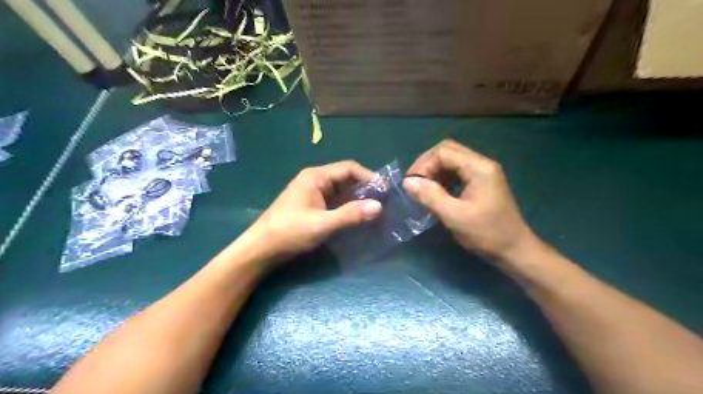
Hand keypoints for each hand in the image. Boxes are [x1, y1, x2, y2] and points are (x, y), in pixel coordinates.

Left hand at [245, 160, 381, 260]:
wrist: (261, 249)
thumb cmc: (289, 232)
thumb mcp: (322, 224)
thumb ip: (350, 215)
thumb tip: (378, 207)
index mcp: (315, 177)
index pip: (348, 168)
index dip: (369, 176)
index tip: (385, 189)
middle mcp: (315, 180)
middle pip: (346, 178)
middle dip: (365, 188)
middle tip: (384, 201)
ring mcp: (313, 193)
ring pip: (341, 191)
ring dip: (357, 199)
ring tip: (375, 210)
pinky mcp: (312, 206)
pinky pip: (335, 201)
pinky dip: (347, 207)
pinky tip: (358, 217)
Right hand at [403, 141, 535, 260]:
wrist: (515, 250)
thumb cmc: (486, 233)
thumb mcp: (454, 216)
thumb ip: (430, 196)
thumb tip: (407, 182)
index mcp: (479, 168)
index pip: (444, 152)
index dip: (423, 164)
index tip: (410, 183)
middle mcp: (482, 163)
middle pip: (448, 151)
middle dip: (427, 164)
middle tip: (414, 183)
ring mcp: (484, 172)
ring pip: (452, 160)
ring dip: (435, 171)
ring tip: (423, 188)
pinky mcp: (483, 182)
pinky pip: (458, 171)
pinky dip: (444, 178)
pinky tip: (438, 192)